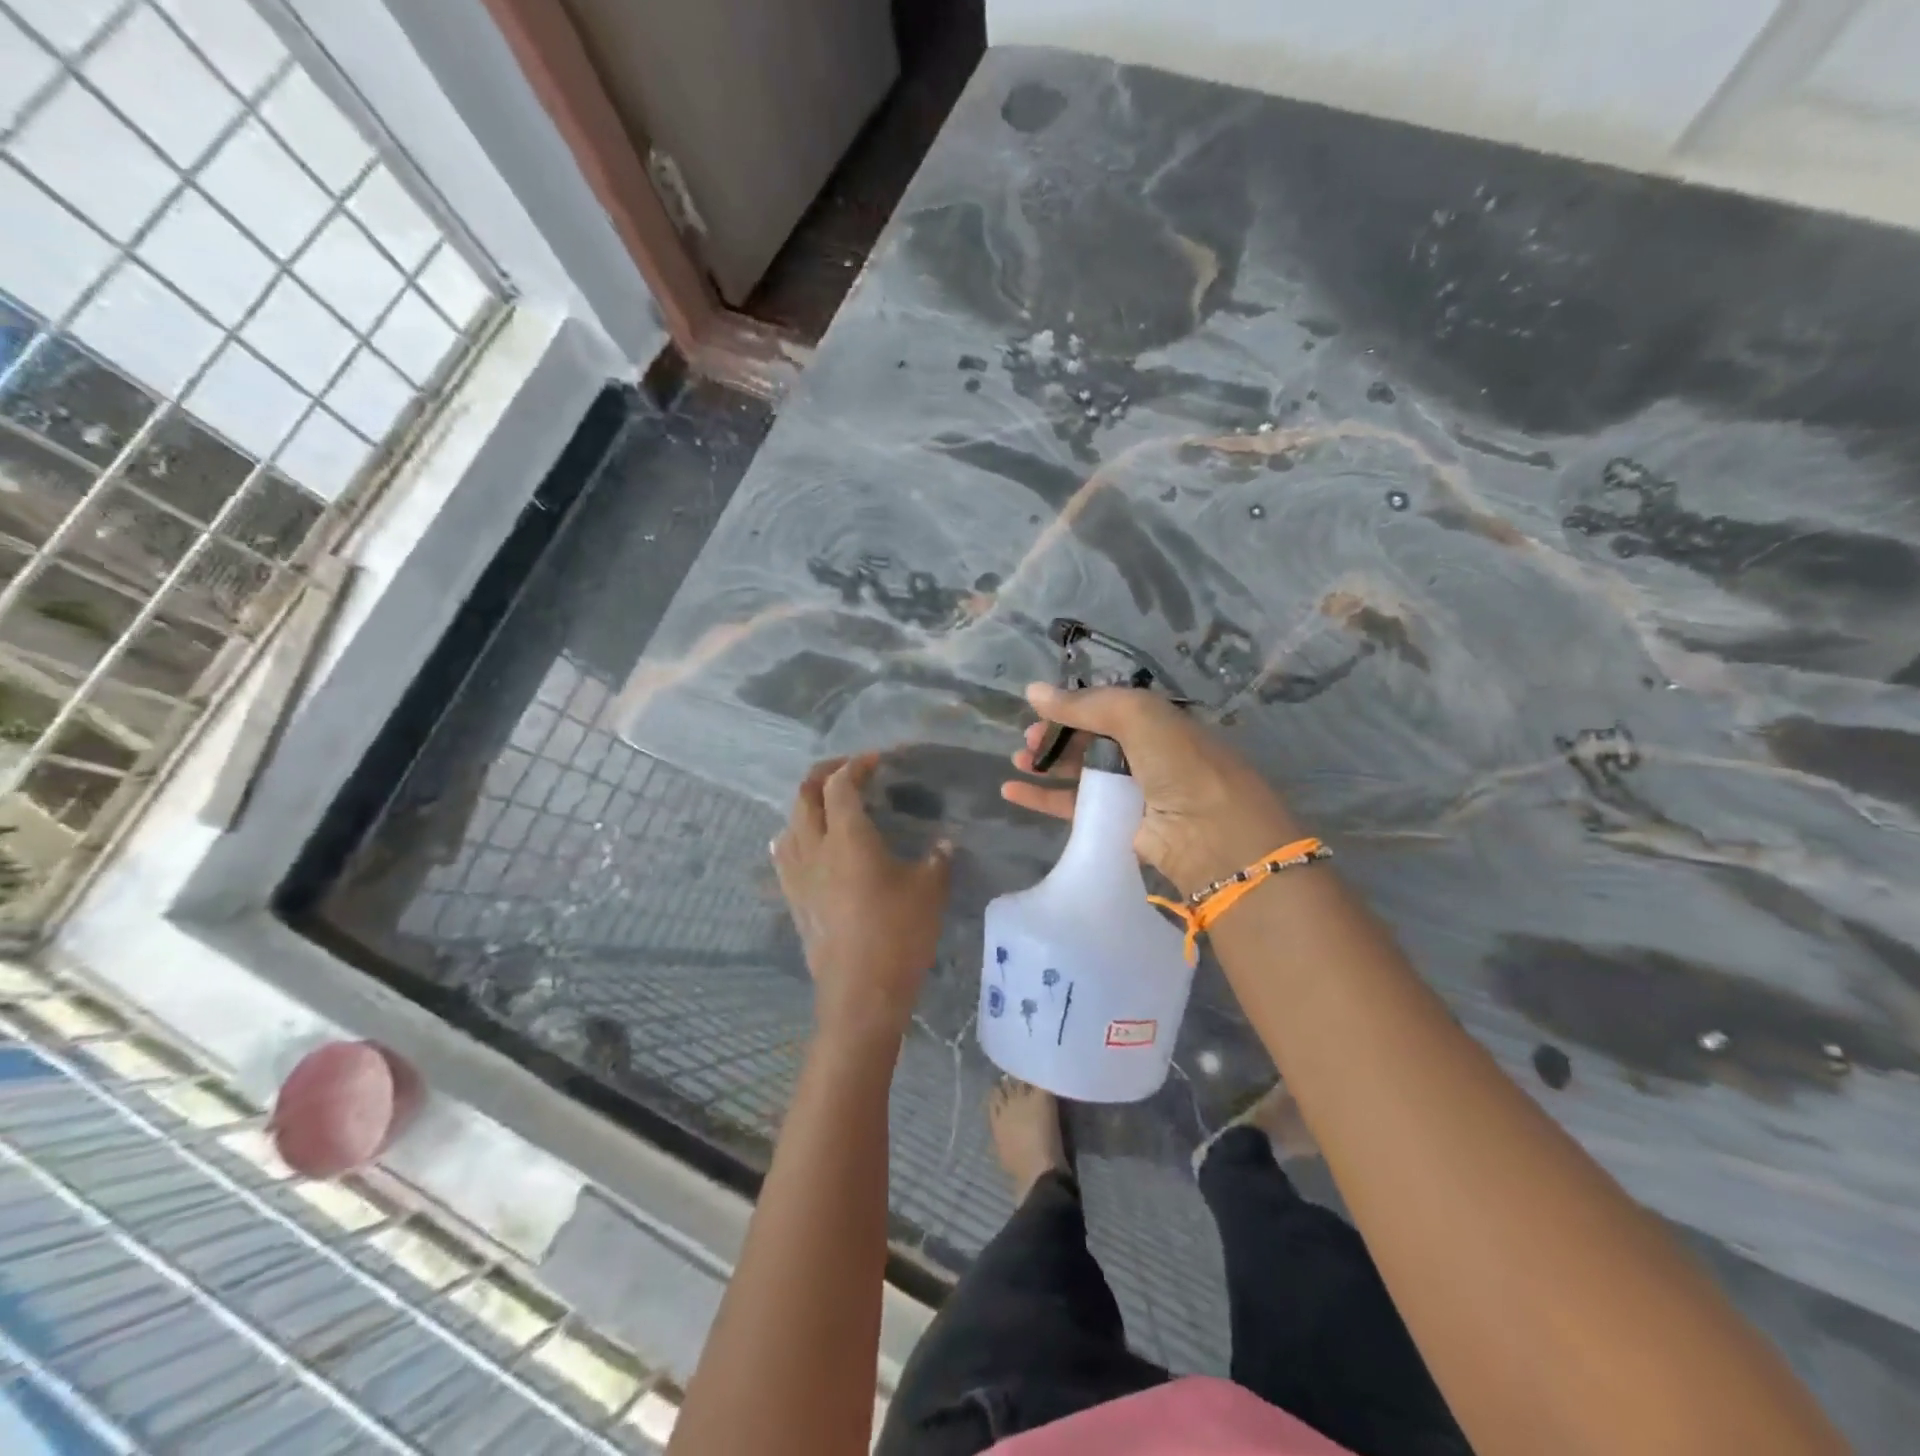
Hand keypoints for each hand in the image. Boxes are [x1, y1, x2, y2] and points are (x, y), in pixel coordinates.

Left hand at [773, 754, 952, 1044]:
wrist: (860, 992)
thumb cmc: (899, 935)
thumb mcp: (931, 891)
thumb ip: (938, 859)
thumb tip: (944, 843)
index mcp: (848, 837)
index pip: (841, 785)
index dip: (856, 765)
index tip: (877, 760)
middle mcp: (815, 847)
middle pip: (805, 794)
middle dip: (825, 773)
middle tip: (849, 771)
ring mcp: (798, 875)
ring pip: (790, 822)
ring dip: (807, 803)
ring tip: (829, 804)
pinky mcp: (793, 899)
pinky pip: (784, 853)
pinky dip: (795, 834)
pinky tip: (806, 844)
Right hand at [1001, 683, 1299, 895]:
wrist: (1210, 835)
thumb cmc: (1179, 763)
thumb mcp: (1136, 716)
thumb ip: (1083, 704)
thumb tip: (1032, 690)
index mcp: (1156, 721)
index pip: (1106, 708)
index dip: (1073, 708)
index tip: (1040, 711)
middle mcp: (1145, 753)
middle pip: (1090, 740)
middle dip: (1057, 736)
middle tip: (1028, 741)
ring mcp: (1131, 791)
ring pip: (1079, 773)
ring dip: (1046, 765)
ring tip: (1018, 763)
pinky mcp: (1117, 825)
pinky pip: (1073, 807)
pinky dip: (1043, 799)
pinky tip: (1013, 792)